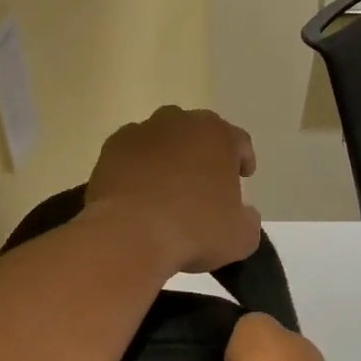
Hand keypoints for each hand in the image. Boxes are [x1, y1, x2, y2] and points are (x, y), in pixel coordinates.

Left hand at [85, 106, 260, 273]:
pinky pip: (133, 153)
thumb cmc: (193, 231)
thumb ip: (248, 219)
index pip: (239, 141)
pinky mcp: (112, 148)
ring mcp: (142, 131)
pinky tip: (139, 192)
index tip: (243, 177)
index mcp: (218, 136)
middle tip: (206, 181)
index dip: (243, 159)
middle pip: (199, 132)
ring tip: (169, 186)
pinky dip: (138, 166)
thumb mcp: (241, 237)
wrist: (128, 235)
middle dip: (205, 152)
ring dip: (170, 155)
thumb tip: (243, 213)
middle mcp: (181, 122)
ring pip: (163, 138)